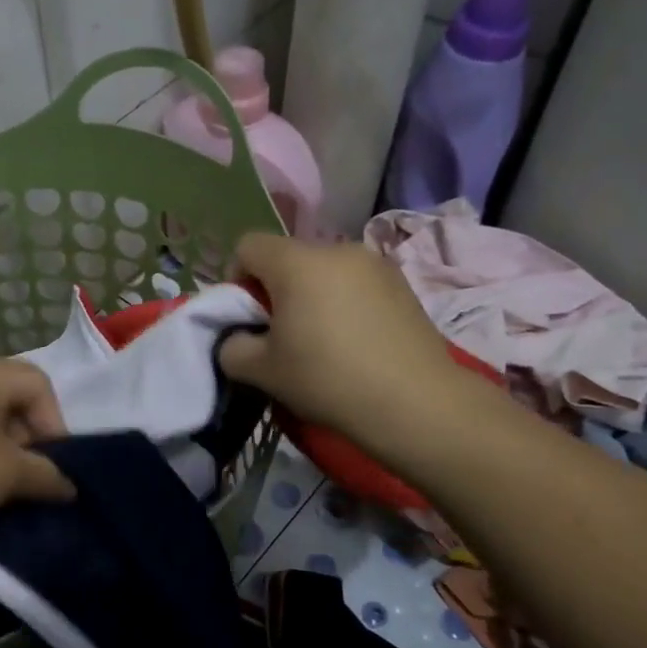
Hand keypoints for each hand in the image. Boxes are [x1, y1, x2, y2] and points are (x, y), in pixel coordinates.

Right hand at [220, 233, 466, 444]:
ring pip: (324, 271)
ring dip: (312, 295)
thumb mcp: (261, 371)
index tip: (247, 318)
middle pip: (288, 257)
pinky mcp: (402, 284)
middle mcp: (336, 250)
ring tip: (321, 340)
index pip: (248, 246)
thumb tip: (237, 340)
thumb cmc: (327, 378)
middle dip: (276, 289)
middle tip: (281, 335)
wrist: (415, 402)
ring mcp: (374, 264)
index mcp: (296, 262)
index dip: (236, 278)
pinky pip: (356, 283)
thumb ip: (231, 348)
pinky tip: (355, 342)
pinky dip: (344, 303)